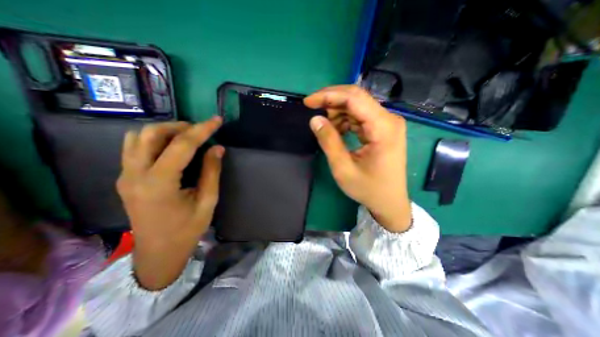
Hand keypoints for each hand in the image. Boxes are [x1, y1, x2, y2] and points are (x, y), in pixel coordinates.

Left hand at [116, 119, 222, 288]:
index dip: (202, 129)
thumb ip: (211, 172)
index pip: (182, 145)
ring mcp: (125, 176)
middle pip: (151, 134)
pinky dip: (153, 139)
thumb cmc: (187, 230)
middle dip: (180, 126)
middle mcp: (135, 175)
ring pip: (138, 137)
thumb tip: (217, 148)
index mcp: (159, 184)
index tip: (217, 120)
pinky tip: (170, 147)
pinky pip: (134, 147)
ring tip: (187, 136)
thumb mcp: (207, 201)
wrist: (158, 253)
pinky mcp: (125, 178)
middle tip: (201, 131)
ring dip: (165, 131)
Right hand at [305, 85, 412, 232]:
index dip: (328, 96)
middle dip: (331, 101)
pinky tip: (338, 132)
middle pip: (356, 98)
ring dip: (338, 113)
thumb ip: (329, 142)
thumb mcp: (343, 169)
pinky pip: (361, 116)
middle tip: (313, 111)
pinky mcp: (383, 128)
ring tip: (327, 130)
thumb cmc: (368, 189)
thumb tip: (315, 119)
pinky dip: (345, 121)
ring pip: (357, 106)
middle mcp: (389, 119)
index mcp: (383, 128)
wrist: (389, 202)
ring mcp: (387, 123)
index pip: (354, 98)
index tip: (308, 102)